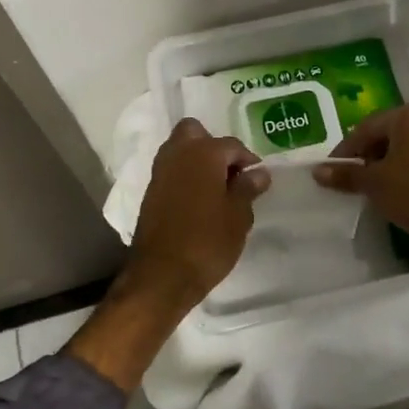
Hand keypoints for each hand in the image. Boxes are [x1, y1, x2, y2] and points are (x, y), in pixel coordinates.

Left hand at [125, 117, 269, 307]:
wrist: (162, 275)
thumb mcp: (238, 217)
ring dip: (197, 160)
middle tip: (229, 173)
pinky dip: (184, 176)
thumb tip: (258, 173)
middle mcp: (178, 154)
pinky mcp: (150, 192)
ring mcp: (160, 172)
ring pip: (179, 149)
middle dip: (213, 145)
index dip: (248, 159)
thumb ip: (247, 189)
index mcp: (203, 153)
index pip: (231, 145)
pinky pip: (171, 171)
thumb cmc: (207, 242)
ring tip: (216, 189)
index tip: (257, 178)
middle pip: (194, 132)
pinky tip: (199, 201)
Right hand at [314, 103, 408, 264]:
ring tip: (369, 184)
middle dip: (365, 154)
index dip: (346, 150)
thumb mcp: (374, 183)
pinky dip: (402, 167)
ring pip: (402, 145)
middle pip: (385, 133)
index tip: (332, 170)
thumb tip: (317, 171)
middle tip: (350, 177)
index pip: (366, 128)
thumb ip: (345, 173)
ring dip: (383, 162)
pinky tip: (392, 186)